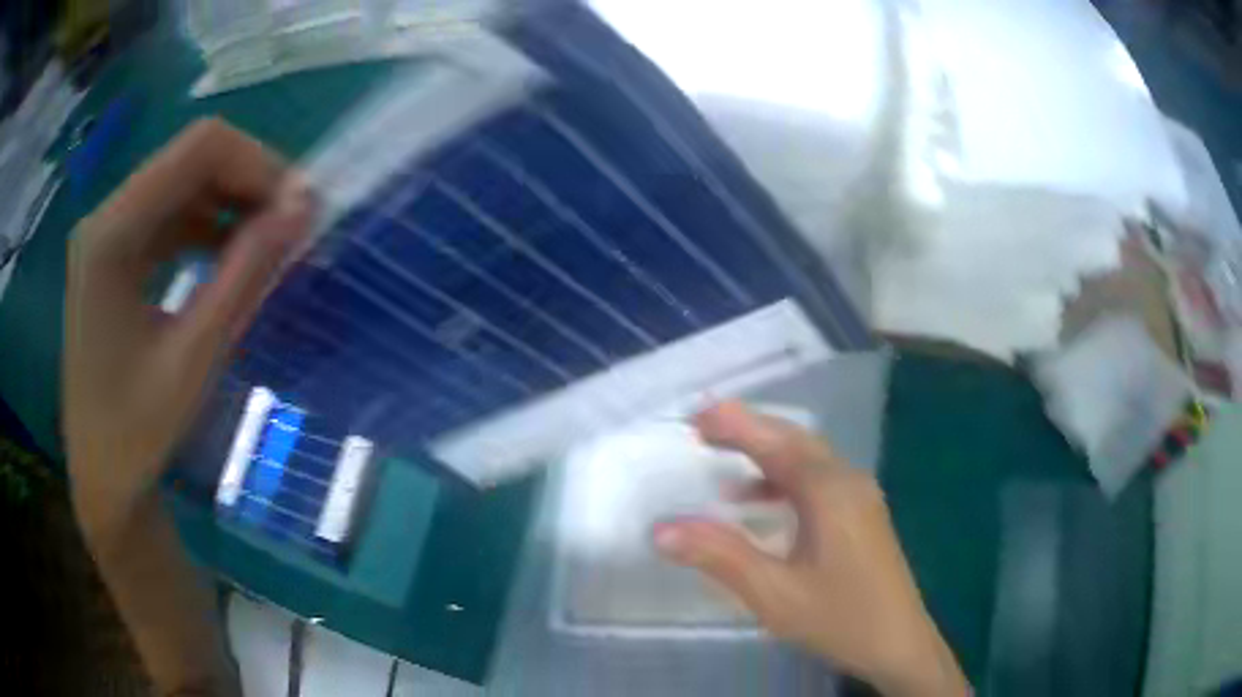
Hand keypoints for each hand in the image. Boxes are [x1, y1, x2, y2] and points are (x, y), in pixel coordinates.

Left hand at [64, 117, 311, 541]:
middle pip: (189, 159)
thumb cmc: (137, 435)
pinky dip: (207, 226)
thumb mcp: (195, 358)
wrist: (102, 482)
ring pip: (182, 183)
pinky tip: (228, 258)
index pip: (198, 149)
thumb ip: (245, 275)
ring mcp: (106, 235)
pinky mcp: (112, 256)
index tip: (299, 210)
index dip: (258, 164)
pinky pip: (168, 217)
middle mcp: (105, 217)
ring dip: (230, 203)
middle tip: (290, 228)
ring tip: (267, 244)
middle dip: (248, 182)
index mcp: (111, 234)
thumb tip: (303, 209)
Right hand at [654, 402, 968, 695]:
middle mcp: (848, 482)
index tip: (696, 416)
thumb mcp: (774, 592)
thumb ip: (718, 556)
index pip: (777, 443)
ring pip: (808, 459)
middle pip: (795, 441)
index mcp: (830, 492)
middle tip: (703, 428)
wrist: (897, 643)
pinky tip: (760, 501)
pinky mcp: (861, 515)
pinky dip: (784, 480)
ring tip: (723, 456)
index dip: (736, 425)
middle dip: (750, 429)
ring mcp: (859, 497)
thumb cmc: (838, 617)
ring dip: (767, 453)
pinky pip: (818, 481)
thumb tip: (662, 529)